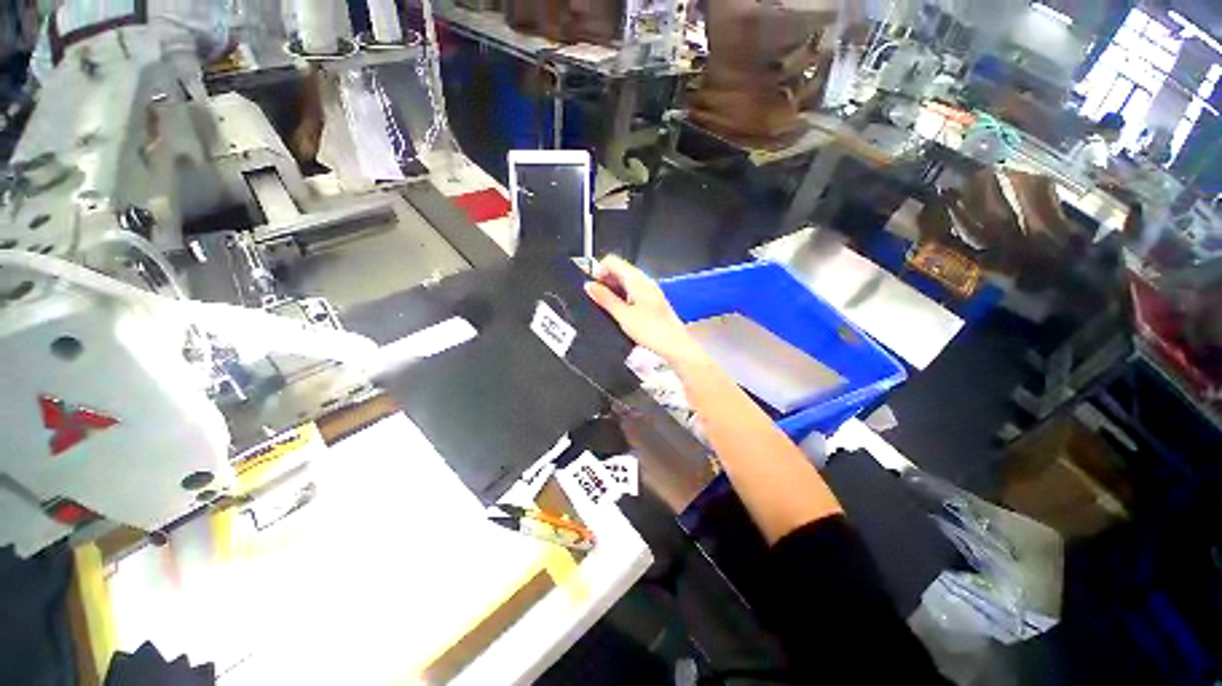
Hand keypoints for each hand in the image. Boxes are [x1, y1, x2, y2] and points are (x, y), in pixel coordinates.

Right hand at [584, 255, 702, 365]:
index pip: (612, 261)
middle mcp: (644, 281)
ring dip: (612, 291)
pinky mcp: (651, 301)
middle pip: (618, 270)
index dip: (598, 271)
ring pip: (624, 282)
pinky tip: (619, 312)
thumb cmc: (653, 332)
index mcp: (637, 280)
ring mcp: (648, 290)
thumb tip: (590, 286)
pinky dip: (622, 298)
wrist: (675, 346)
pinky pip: (632, 292)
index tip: (592, 287)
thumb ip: (605, 299)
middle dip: (604, 282)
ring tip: (607, 309)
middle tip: (597, 300)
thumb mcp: (623, 316)